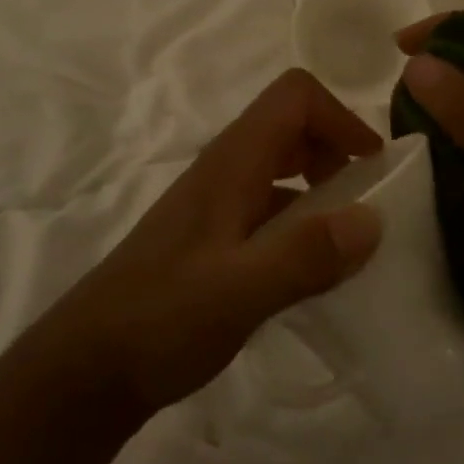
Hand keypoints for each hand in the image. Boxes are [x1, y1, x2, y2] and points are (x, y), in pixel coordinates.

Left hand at [48, 70, 384, 420]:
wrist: (89, 366)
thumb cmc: (162, 319)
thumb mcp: (240, 291)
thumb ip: (305, 253)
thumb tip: (374, 218)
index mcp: (232, 163)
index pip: (293, 96)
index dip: (340, 116)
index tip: (371, 168)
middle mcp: (224, 170)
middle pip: (290, 123)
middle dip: (336, 148)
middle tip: (365, 201)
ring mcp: (215, 202)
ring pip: (280, 165)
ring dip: (320, 185)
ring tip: (348, 238)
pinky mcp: (212, 236)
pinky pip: (268, 205)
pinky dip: (299, 219)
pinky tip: (310, 269)